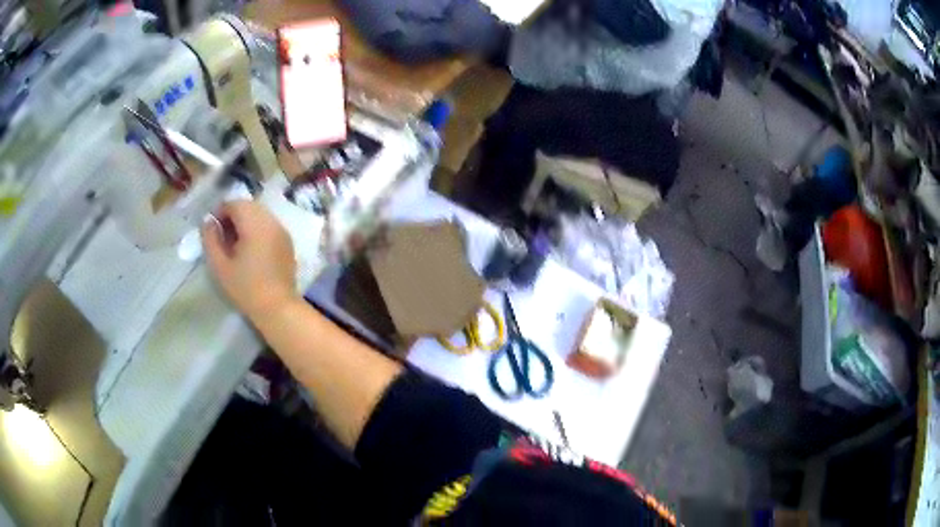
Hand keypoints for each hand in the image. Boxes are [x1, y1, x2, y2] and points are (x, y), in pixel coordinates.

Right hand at [202, 200, 297, 323]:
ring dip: (245, 221)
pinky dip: (257, 228)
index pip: (235, 204)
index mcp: (255, 223)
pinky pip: (269, 225)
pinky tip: (249, 249)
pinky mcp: (287, 241)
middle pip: (249, 206)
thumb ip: (211, 240)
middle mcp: (271, 221)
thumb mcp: (220, 265)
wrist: (278, 308)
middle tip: (222, 236)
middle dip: (233, 215)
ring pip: (259, 214)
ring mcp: (282, 230)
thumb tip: (208, 222)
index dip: (220, 212)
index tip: (212, 229)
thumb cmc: (246, 288)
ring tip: (234, 243)